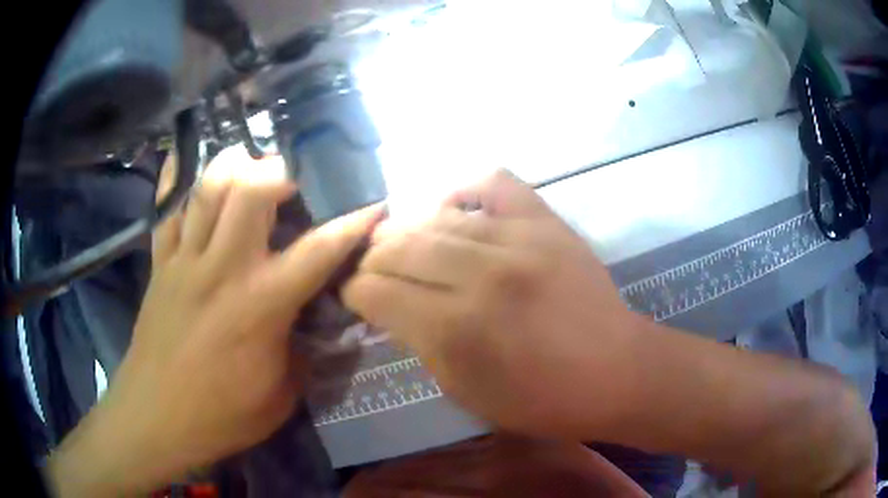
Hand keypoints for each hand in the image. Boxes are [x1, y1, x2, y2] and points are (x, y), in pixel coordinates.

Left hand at [49, 148, 382, 495]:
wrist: (156, 418)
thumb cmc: (222, 415)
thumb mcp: (281, 395)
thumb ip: (303, 351)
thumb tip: (314, 321)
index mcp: (260, 306)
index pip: (317, 251)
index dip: (352, 224)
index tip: (374, 203)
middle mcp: (223, 269)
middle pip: (251, 190)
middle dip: (281, 171)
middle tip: (295, 178)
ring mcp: (185, 261)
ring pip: (208, 188)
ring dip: (234, 165)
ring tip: (249, 165)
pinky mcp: (160, 265)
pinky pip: (168, 210)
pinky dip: (180, 185)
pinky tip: (190, 172)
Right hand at [343, 170, 641, 437]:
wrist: (615, 371)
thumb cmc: (540, 399)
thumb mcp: (464, 390)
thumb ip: (419, 343)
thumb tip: (387, 306)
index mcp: (456, 329)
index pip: (376, 291)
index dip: (354, 292)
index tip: (354, 295)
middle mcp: (482, 274)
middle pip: (399, 247)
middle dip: (373, 259)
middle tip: (372, 270)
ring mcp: (519, 239)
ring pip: (437, 217)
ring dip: (407, 230)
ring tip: (402, 243)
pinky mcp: (547, 222)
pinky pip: (494, 183)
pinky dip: (464, 190)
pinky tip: (455, 210)